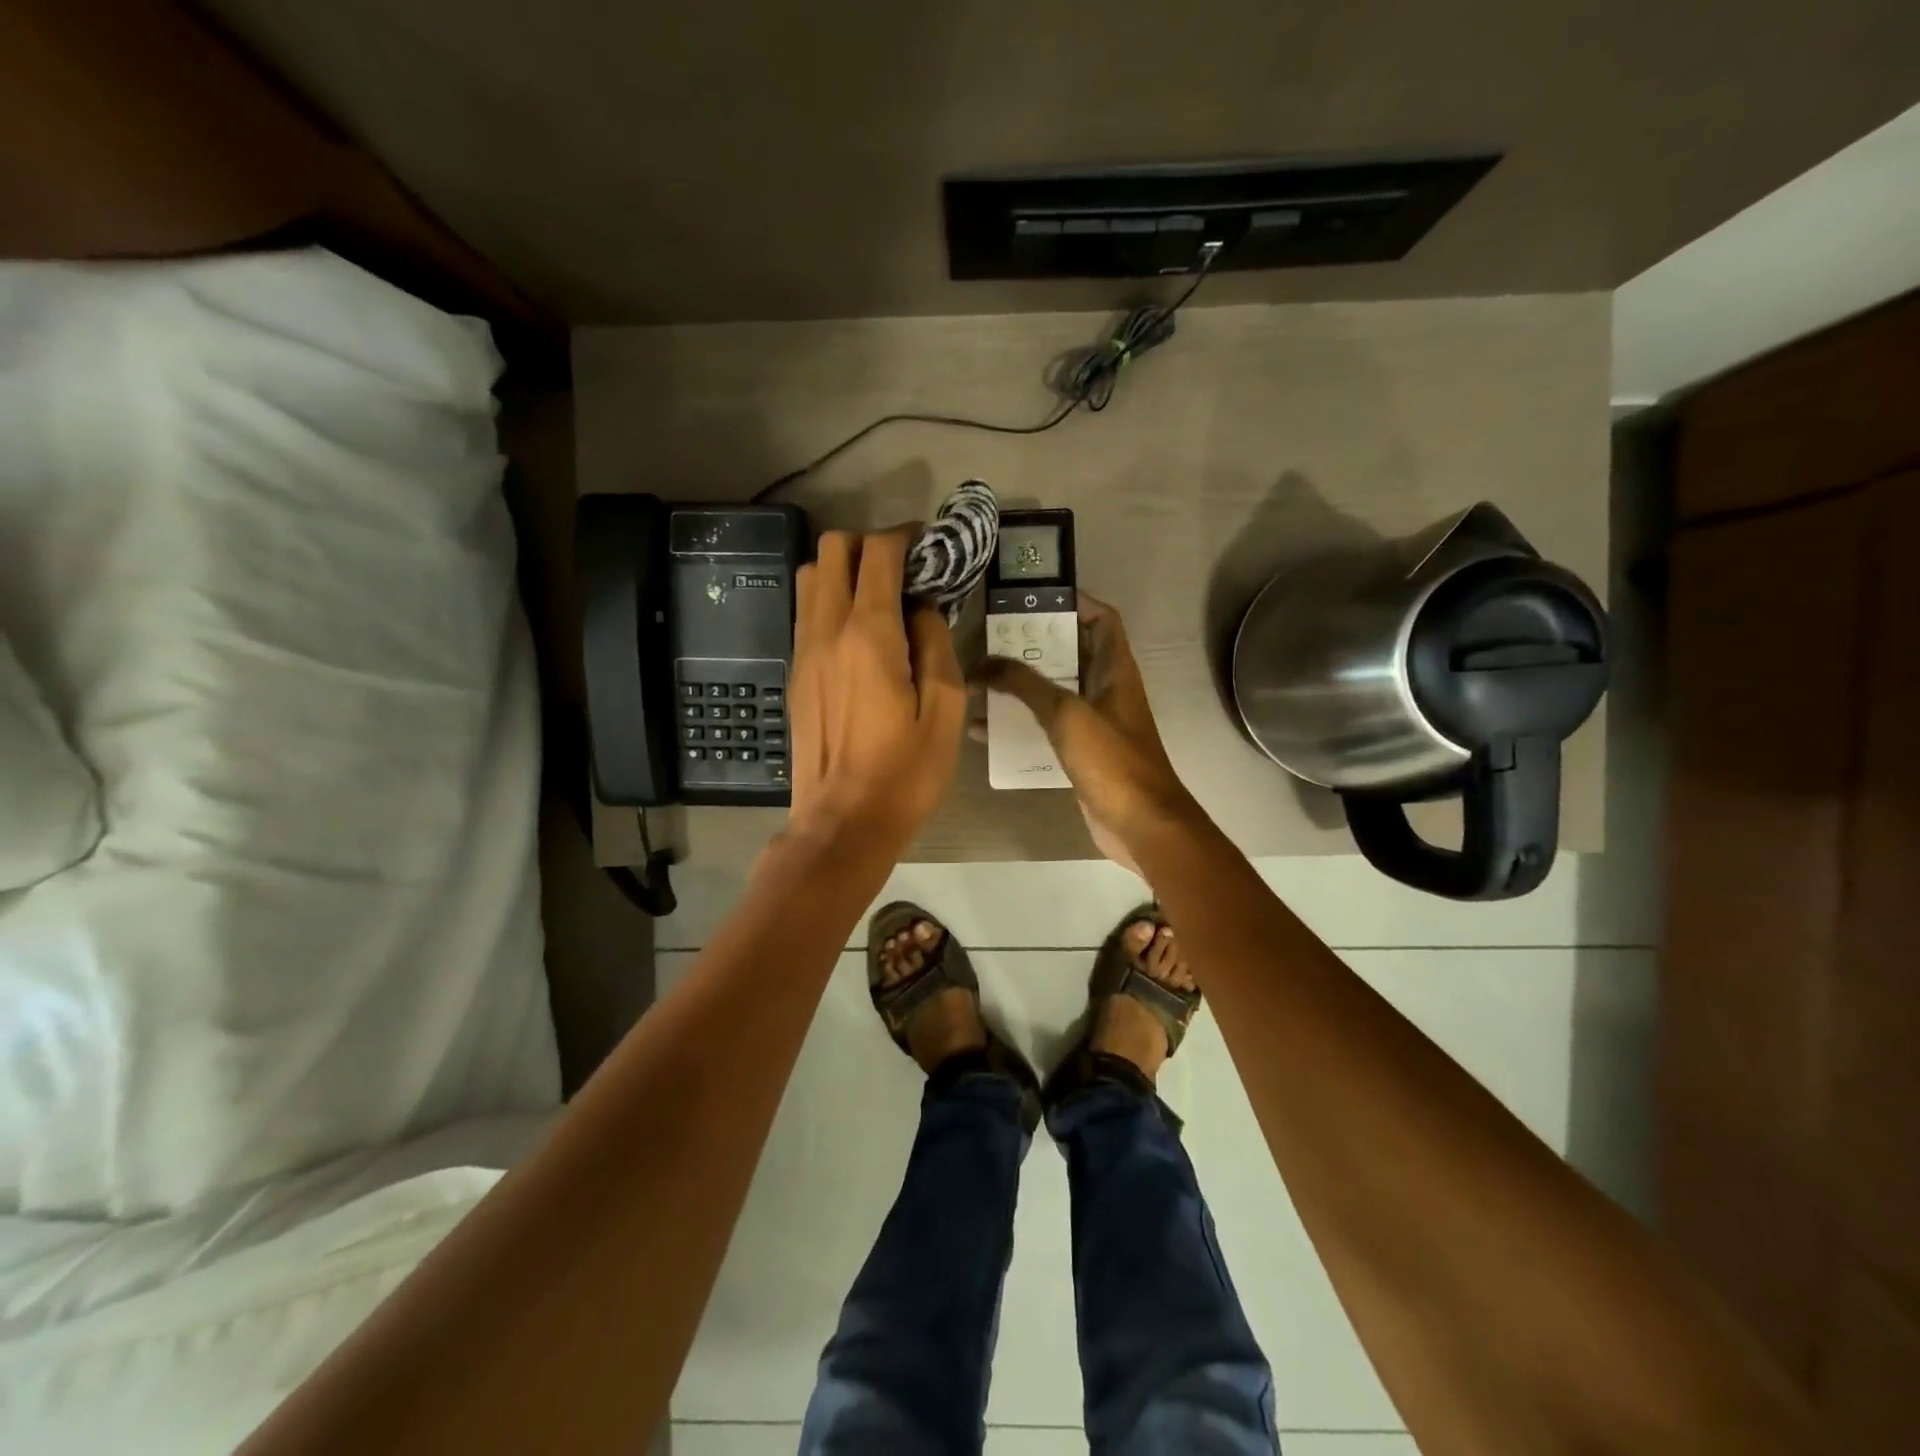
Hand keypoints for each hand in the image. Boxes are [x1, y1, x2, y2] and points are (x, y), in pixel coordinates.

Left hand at [788, 529, 965, 854]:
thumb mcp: (945, 710)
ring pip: (811, 577)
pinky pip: (806, 613)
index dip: (905, 537)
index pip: (878, 553)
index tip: (929, 546)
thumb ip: (936, 643)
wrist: (842, 822)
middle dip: (870, 546)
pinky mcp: (795, 673)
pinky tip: (860, 635)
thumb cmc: (904, 773)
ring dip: (844, 571)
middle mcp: (827, 630)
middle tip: (905, 572)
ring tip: (881, 600)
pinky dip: (831, 602)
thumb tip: (922, 607)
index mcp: (869, 635)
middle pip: (832, 549)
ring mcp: (803, 651)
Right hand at [975, 594, 1200, 871]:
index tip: (1033, 601)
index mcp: (1115, 670)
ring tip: (979, 681)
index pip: (1102, 619)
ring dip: (1021, 687)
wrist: (1140, 825)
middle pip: (1070, 654)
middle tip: (990, 641)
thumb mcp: (1066, 714)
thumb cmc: (1112, 761)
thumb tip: (983, 662)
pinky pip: (1046, 729)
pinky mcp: (1081, 754)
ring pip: (1053, 693)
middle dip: (1032, 646)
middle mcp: (1106, 690)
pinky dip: (1020, 726)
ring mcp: (1095, 723)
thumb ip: (1024, 685)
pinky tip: (984, 730)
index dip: (1075, 602)